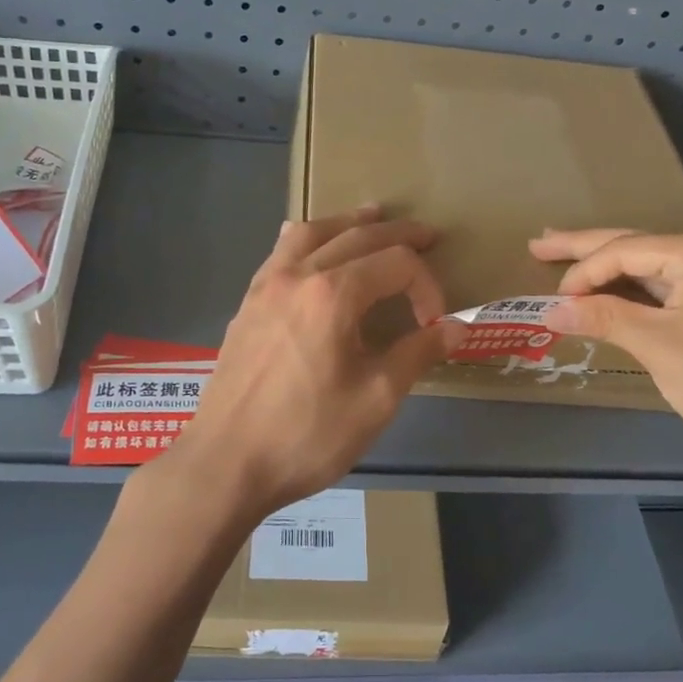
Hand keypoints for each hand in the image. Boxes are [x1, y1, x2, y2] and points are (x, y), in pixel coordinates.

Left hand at [171, 206, 465, 521]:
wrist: (226, 463)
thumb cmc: (307, 435)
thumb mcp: (376, 399)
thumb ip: (418, 353)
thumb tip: (456, 327)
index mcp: (333, 294)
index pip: (396, 264)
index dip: (427, 287)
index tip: (435, 325)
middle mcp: (298, 275)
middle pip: (357, 236)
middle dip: (399, 235)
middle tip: (429, 236)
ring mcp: (266, 286)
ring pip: (312, 232)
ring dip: (348, 222)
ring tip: (373, 217)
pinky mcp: (248, 303)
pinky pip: (280, 252)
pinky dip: (307, 239)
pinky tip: (311, 247)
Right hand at [529, 228, 682, 472]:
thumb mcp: (658, 346)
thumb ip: (603, 317)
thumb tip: (549, 310)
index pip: (626, 251)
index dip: (583, 273)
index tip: (553, 302)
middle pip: (639, 246)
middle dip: (586, 249)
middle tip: (539, 243)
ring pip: (656, 266)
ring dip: (612, 269)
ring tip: (565, 257)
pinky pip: (676, 283)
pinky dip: (641, 289)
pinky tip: (613, 287)